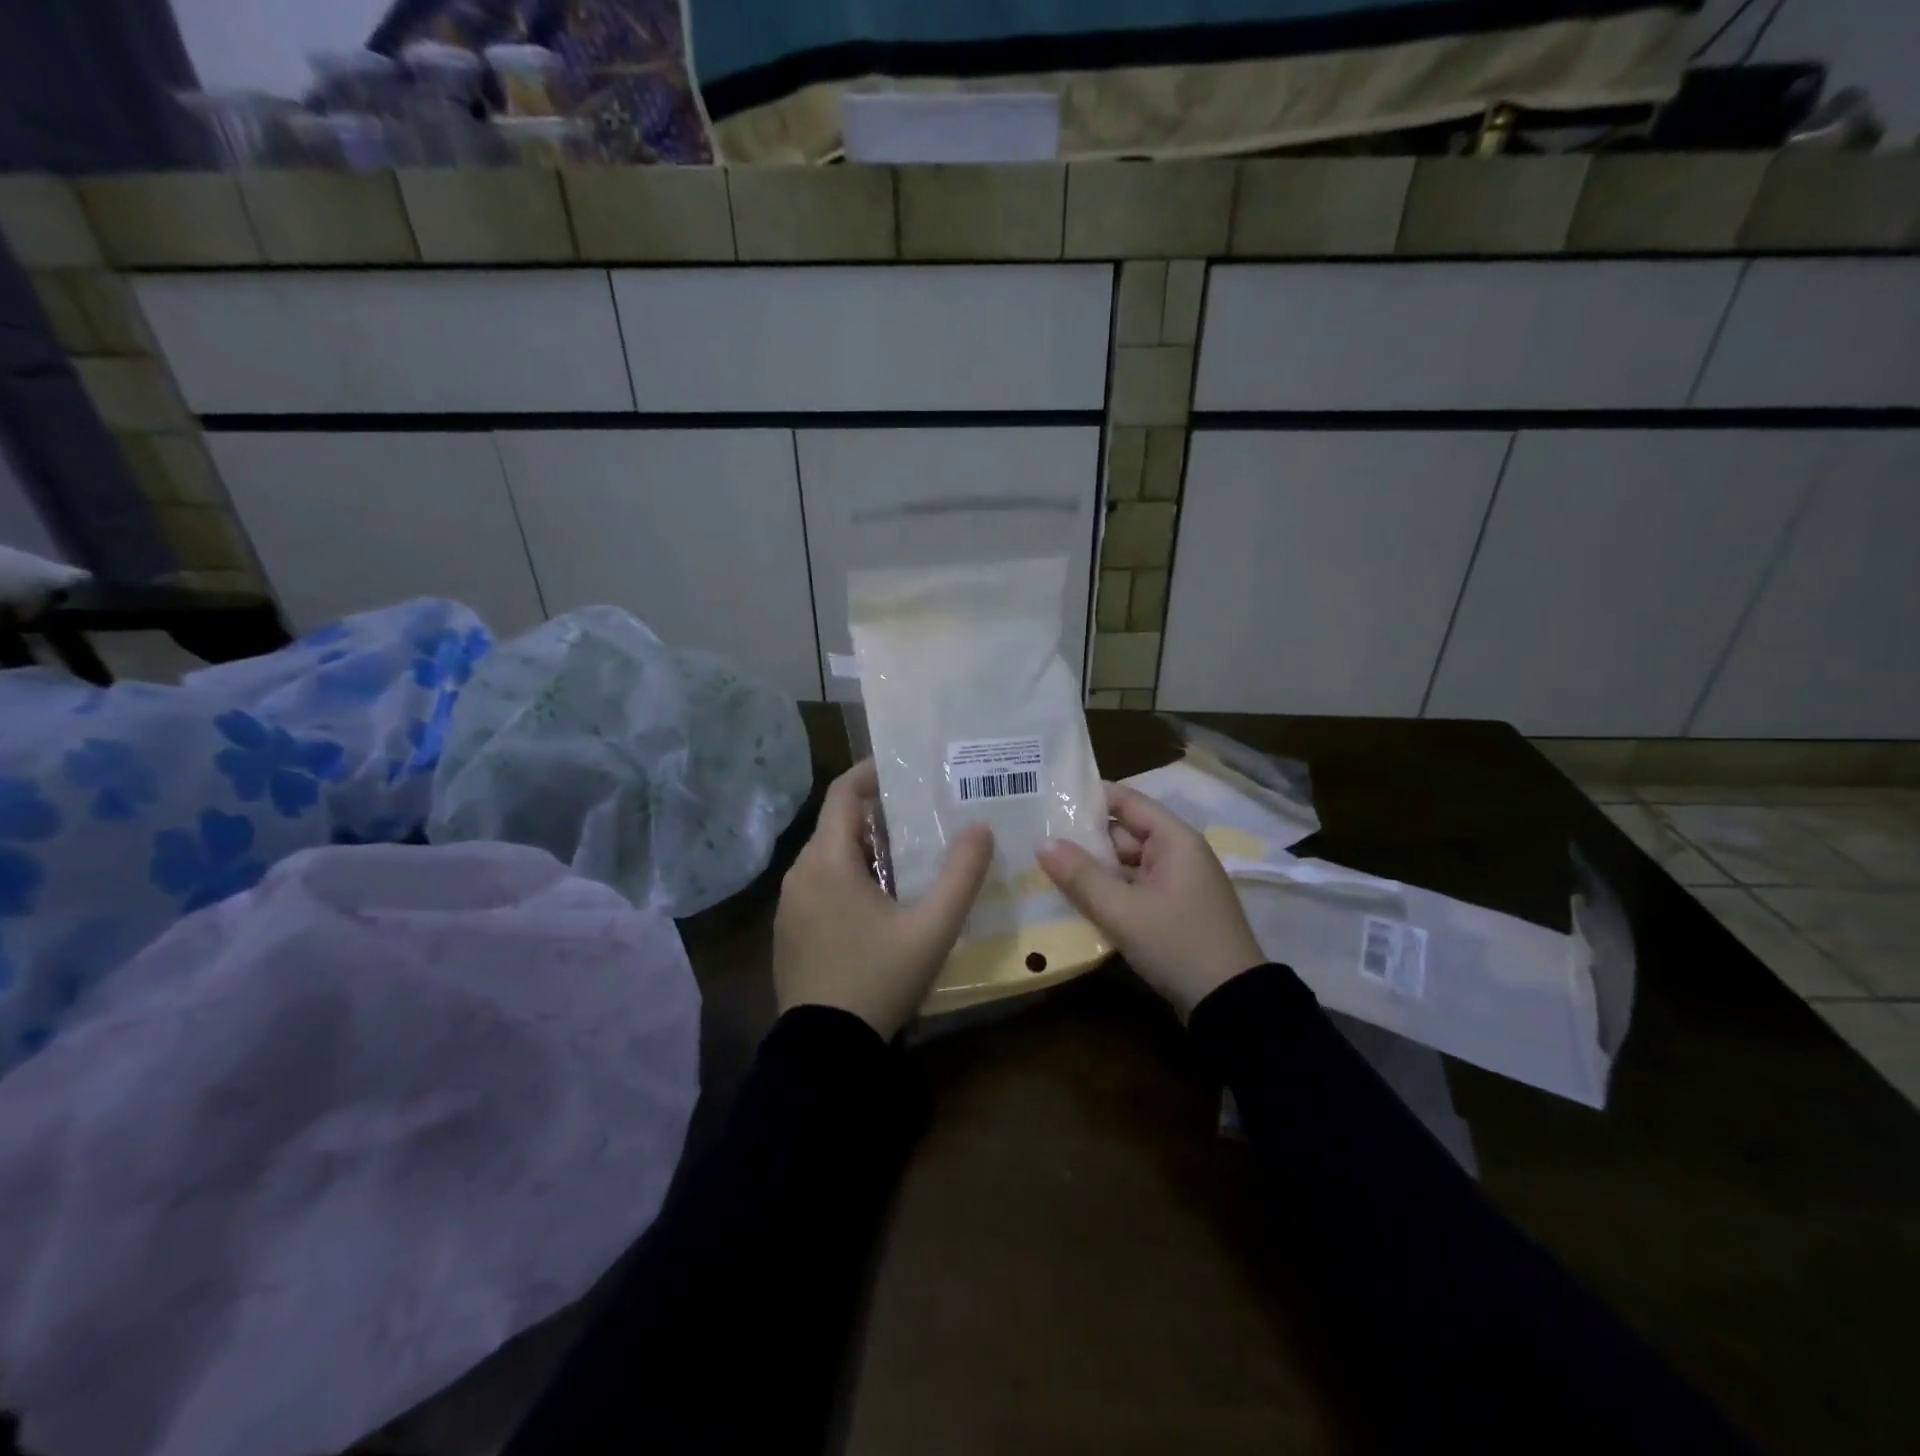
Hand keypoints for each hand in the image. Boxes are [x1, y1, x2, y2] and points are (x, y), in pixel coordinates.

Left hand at [774, 759, 994, 1038]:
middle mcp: (800, 873)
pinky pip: (820, 884)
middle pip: (838, 823)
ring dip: (866, 846)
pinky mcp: (790, 930)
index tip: (906, 765)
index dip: (872, 771)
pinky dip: (850, 874)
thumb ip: (961, 875)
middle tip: (924, 811)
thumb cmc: (877, 979)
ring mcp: (790, 904)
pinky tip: (882, 899)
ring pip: (830, 855)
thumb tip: (980, 827)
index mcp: (827, 861)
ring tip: (911, 852)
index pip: (843, 792)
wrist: (824, 1051)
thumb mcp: (931, 929)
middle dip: (879, 811)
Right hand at [1036, 781, 1263, 1020]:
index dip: (1089, 797)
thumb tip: (1042, 843)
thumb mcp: (1123, 910)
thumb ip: (1081, 875)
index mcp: (1174, 840)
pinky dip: (1109, 892)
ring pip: (1126, 865)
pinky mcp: (1173, 911)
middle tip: (1037, 840)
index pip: (1127, 801)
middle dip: (1084, 839)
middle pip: (1124, 833)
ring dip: (1094, 870)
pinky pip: (1134, 889)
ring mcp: (1177, 884)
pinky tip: (1076, 901)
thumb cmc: (1177, 944)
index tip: (1049, 799)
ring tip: (1046, 869)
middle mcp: (1178, 854)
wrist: (1231, 1005)